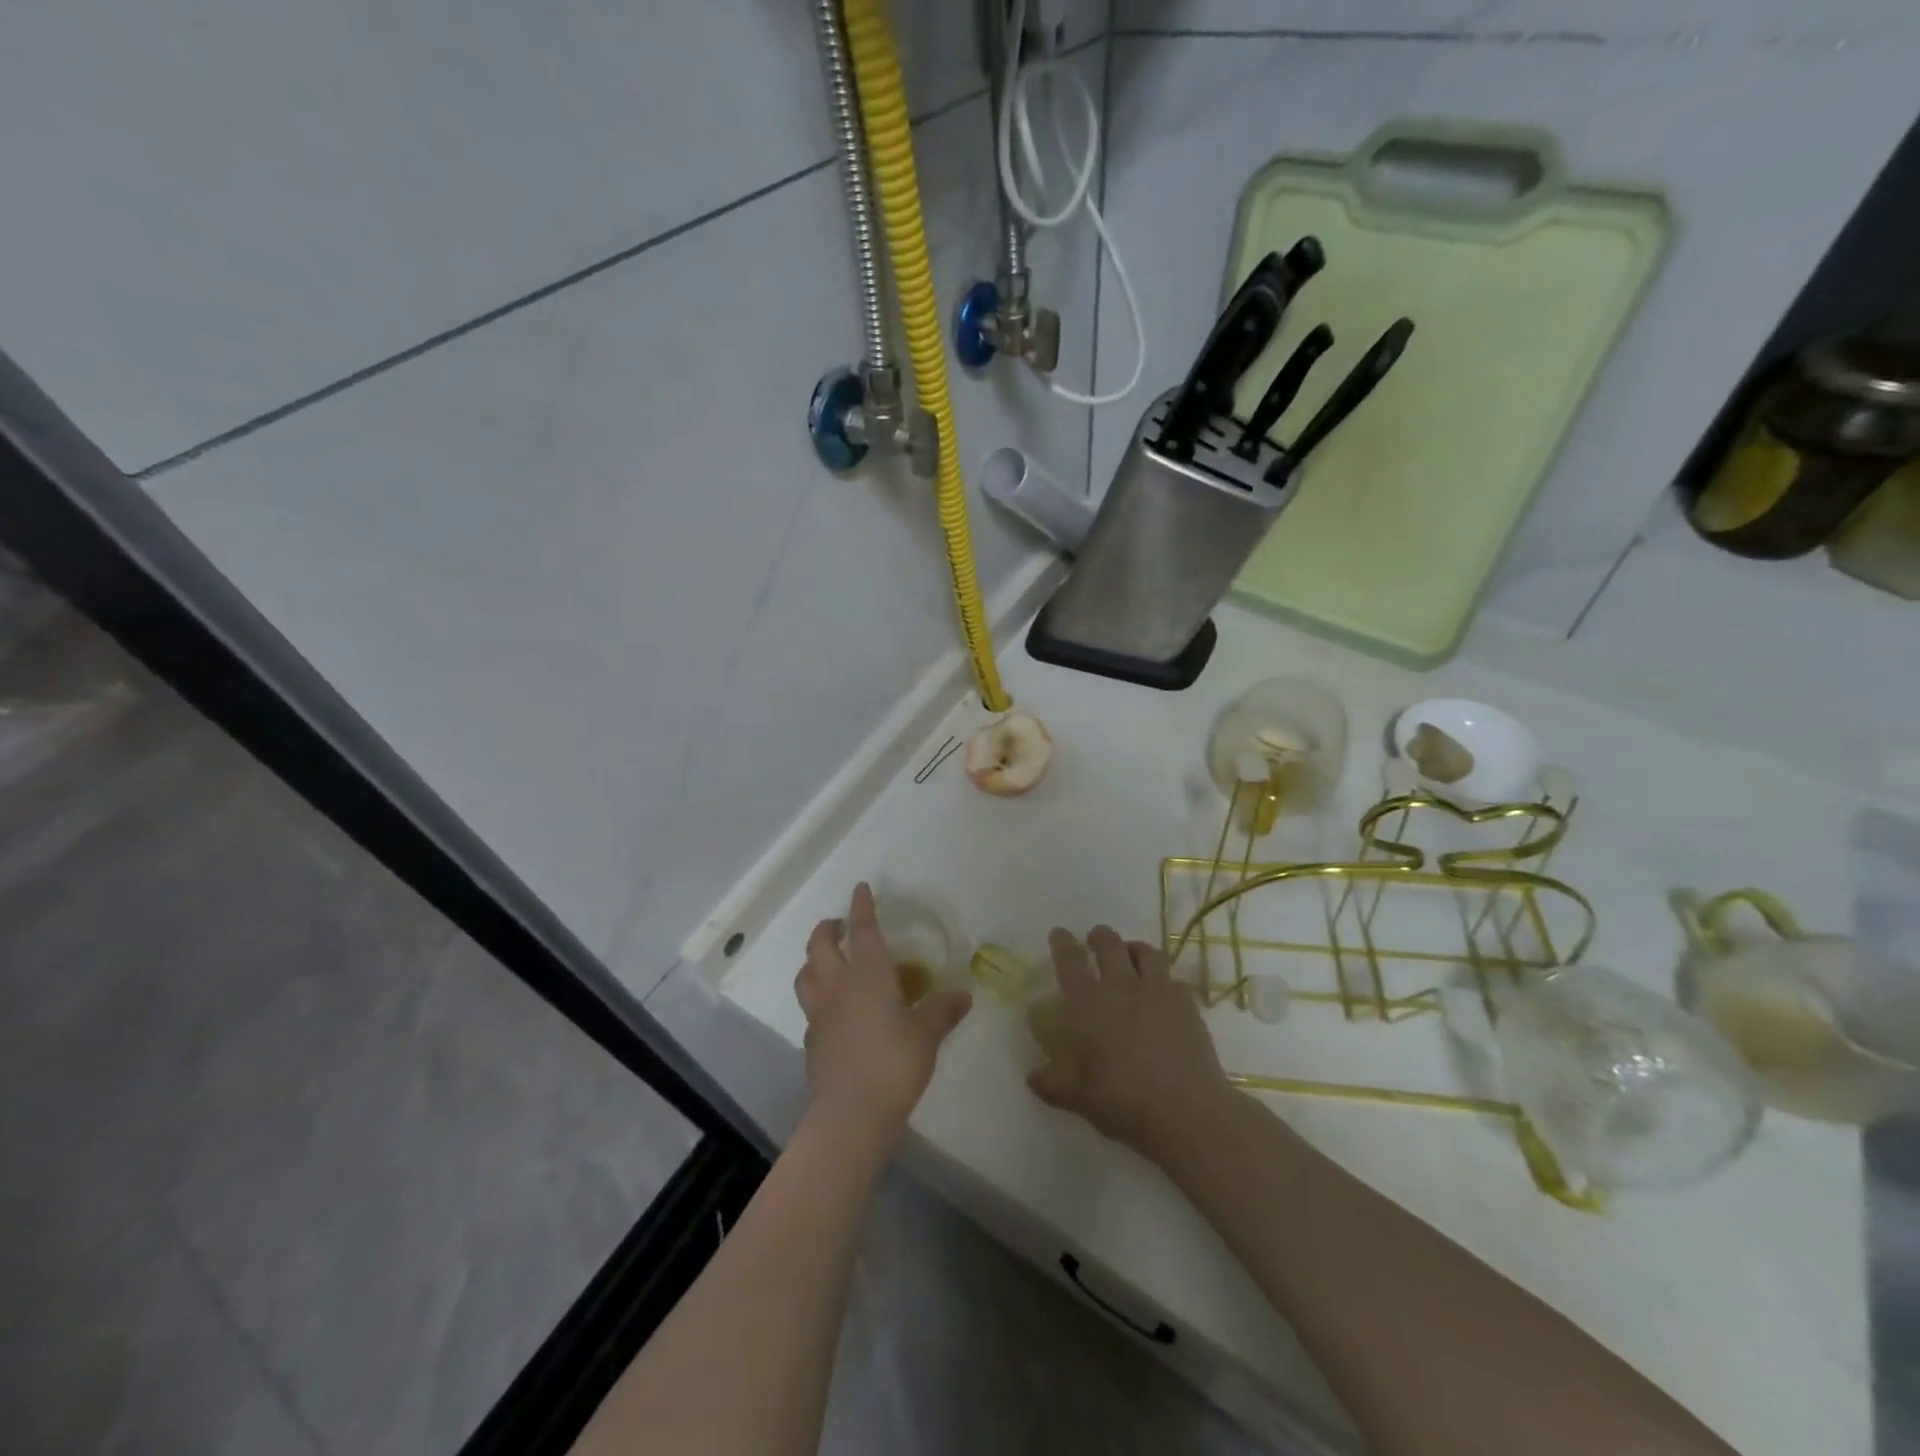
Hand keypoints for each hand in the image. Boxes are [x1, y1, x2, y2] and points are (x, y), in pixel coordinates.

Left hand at [794, 883, 972, 1151]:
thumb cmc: (894, 1064)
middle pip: (820, 946)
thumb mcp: (927, 1035)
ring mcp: (819, 1014)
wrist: (851, 1113)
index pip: (863, 930)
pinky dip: (818, 997)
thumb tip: (963, 994)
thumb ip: (942, 1011)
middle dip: (827, 929)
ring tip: (827, 961)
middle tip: (839, 925)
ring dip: (814, 960)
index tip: (861, 888)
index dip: (862, 907)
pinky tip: (834, 1010)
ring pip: (806, 974)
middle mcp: (838, 987)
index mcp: (868, 976)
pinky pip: (810, 1007)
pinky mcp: (812, 1041)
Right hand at [1027, 926, 1237, 1163]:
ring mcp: (1158, 991)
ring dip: (1134, 948)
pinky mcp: (1187, 1004)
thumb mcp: (1076, 1097)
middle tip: (1095, 938)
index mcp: (1088, 1002)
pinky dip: (1163, 978)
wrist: (1185, 1110)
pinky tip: (1163, 991)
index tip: (1059, 933)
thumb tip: (1032, 1077)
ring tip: (1130, 954)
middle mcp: (1121, 986)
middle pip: (1109, 945)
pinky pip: (1173, 978)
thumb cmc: (1121, 1100)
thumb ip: (1051, 1083)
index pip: (1070, 961)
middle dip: (1100, 937)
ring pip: (1146, 952)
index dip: (1062, 943)